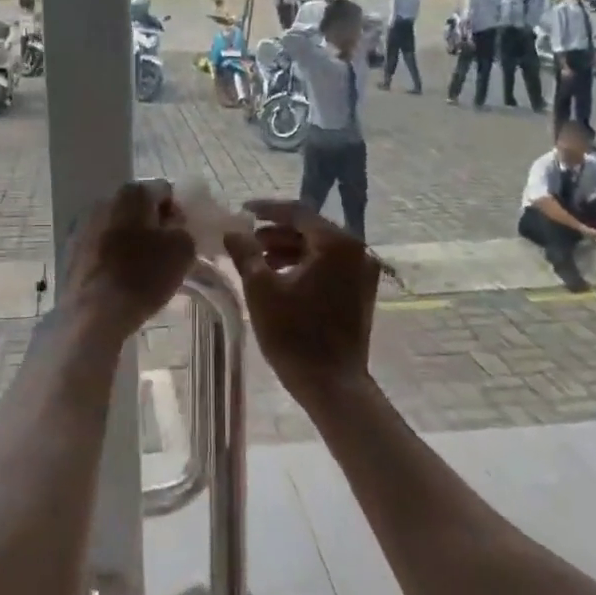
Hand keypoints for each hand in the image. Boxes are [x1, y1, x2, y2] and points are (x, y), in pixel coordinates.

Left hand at [60, 181, 194, 339]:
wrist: (94, 312)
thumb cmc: (144, 275)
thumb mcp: (183, 250)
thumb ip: (182, 229)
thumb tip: (172, 226)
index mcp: (133, 192)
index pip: (165, 191)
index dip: (177, 212)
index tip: (182, 236)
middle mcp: (104, 200)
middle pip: (138, 207)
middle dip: (152, 225)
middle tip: (165, 252)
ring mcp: (83, 224)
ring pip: (117, 226)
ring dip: (131, 240)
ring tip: (142, 268)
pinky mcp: (70, 249)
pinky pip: (100, 245)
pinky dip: (112, 254)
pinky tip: (120, 278)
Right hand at [224, 200, 380, 412]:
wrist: (332, 385)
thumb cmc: (295, 334)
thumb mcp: (261, 289)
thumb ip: (246, 252)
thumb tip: (233, 231)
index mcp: (336, 243)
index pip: (297, 213)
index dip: (267, 210)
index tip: (241, 211)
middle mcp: (356, 251)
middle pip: (311, 230)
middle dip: (276, 232)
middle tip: (247, 240)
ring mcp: (362, 273)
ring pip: (320, 249)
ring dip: (289, 250)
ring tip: (258, 260)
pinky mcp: (361, 293)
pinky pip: (329, 266)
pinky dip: (304, 266)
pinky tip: (280, 278)